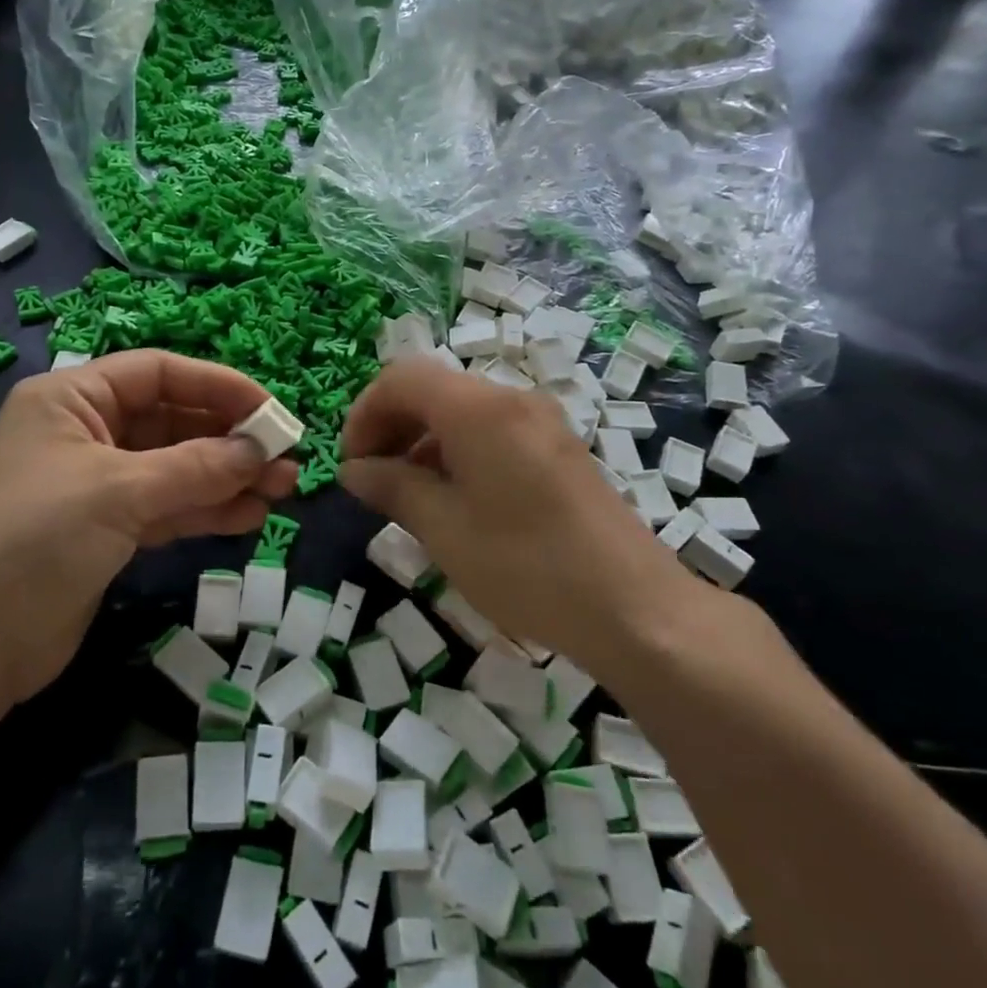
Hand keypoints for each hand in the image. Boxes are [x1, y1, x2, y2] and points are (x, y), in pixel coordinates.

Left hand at [0, 350, 298, 704]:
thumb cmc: (33, 542)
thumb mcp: (118, 492)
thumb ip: (196, 467)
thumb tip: (260, 450)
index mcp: (72, 399)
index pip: (158, 373)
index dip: (218, 386)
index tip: (271, 412)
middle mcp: (86, 432)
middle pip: (173, 421)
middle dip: (230, 439)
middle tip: (286, 460)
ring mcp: (98, 484)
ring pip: (176, 467)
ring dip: (227, 477)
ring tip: (281, 491)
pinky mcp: (107, 531)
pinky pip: (168, 507)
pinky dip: (206, 510)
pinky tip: (249, 518)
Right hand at [338, 358, 692, 656]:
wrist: (634, 608)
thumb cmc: (527, 566)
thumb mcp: (444, 529)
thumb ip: (392, 488)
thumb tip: (352, 470)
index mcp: (479, 410)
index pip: (402, 378)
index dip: (365, 413)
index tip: (352, 464)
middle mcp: (512, 400)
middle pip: (432, 388)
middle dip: (391, 425)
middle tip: (372, 479)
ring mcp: (540, 421)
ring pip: (461, 409)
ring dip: (422, 439)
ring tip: (408, 494)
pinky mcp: (557, 447)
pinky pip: (491, 429)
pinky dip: (457, 450)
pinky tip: (454, 498)